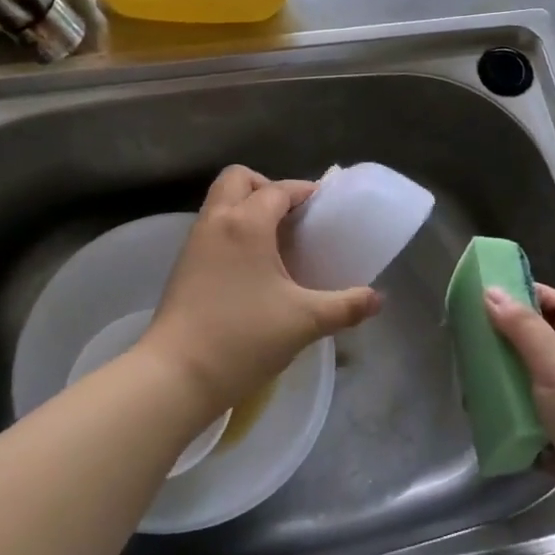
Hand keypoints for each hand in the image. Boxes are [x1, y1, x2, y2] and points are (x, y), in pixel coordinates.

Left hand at [140, 166, 380, 416]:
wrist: (176, 375)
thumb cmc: (244, 338)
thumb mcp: (305, 321)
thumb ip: (346, 306)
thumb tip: (378, 299)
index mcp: (247, 223)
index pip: (279, 190)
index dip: (304, 191)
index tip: (324, 206)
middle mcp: (217, 222)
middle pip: (238, 178)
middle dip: (266, 187)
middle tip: (290, 217)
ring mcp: (194, 242)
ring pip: (219, 202)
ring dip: (246, 207)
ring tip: (274, 241)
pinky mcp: (182, 265)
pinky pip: (211, 227)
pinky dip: (231, 229)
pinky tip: (251, 266)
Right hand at [484, 284, 554, 554]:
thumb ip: (524, 330)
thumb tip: (492, 290)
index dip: (532, 295)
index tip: (492, 293)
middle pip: (542, 349)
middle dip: (507, 345)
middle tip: (467, 343)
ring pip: (533, 393)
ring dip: (506, 391)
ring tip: (467, 387)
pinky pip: (532, 435)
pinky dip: (512, 433)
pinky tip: (485, 430)